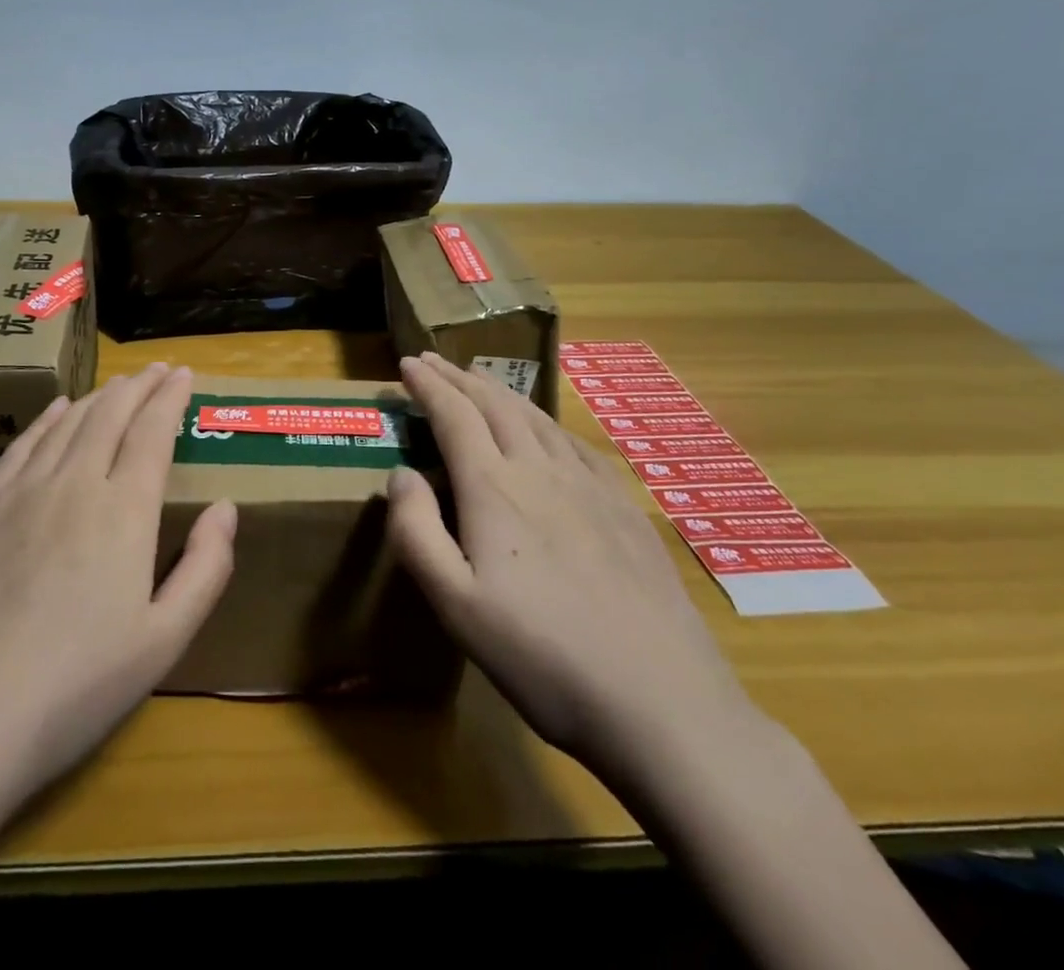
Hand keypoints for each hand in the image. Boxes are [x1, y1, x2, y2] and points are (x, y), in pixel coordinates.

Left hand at [0, 363, 236, 798]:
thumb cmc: (76, 686)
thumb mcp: (165, 641)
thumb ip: (206, 568)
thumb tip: (226, 507)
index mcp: (125, 510)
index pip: (153, 431)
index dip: (170, 398)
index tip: (184, 374)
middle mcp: (75, 483)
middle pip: (111, 415)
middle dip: (140, 386)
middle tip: (158, 371)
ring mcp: (22, 492)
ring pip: (68, 422)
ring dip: (99, 396)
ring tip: (119, 384)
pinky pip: (23, 445)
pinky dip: (47, 419)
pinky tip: (57, 410)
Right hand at [386, 353, 757, 781]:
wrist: (662, 703)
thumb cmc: (542, 657)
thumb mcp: (456, 606)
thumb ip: (416, 532)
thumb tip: (400, 473)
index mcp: (494, 489)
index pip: (454, 415)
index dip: (428, 385)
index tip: (407, 363)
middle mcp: (540, 471)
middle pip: (494, 405)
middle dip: (458, 378)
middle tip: (432, 360)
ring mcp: (590, 486)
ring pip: (536, 418)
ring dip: (499, 392)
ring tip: (477, 381)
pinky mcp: (624, 508)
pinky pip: (575, 443)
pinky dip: (545, 421)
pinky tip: (545, 429)